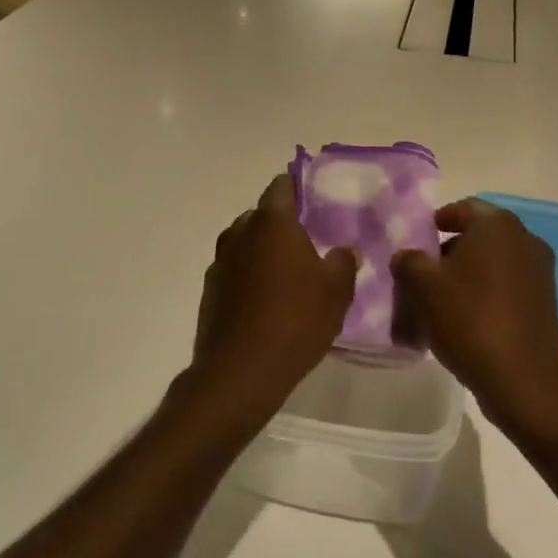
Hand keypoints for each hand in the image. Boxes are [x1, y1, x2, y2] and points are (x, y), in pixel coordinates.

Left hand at [191, 173, 357, 423]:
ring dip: (262, 250)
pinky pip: (234, 270)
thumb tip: (347, 250)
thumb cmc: (295, 320)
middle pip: (261, 215)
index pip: (281, 187)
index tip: (313, 198)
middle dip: (281, 223)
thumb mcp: (336, 292)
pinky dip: (248, 276)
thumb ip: (344, 263)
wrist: (241, 371)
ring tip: (287, 273)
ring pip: (245, 243)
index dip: (297, 187)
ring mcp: (220, 261)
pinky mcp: (210, 290)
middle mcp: (240, 233)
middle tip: (307, 242)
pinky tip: (265, 300)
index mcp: (272, 223)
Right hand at [391, 201, 557, 435]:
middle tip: (423, 275)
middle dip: (449, 251)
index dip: (436, 222)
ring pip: (493, 263)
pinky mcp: (546, 302)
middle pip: (479, 235)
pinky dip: (486, 294)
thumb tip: (407, 256)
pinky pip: (507, 286)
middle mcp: (525, 239)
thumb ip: (409, 261)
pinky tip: (466, 320)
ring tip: (440, 302)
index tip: (417, 243)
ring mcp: (540, 272)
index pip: (462, 208)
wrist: (524, 381)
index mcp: (497, 225)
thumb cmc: (470, 320)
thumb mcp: (423, 286)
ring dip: (467, 275)